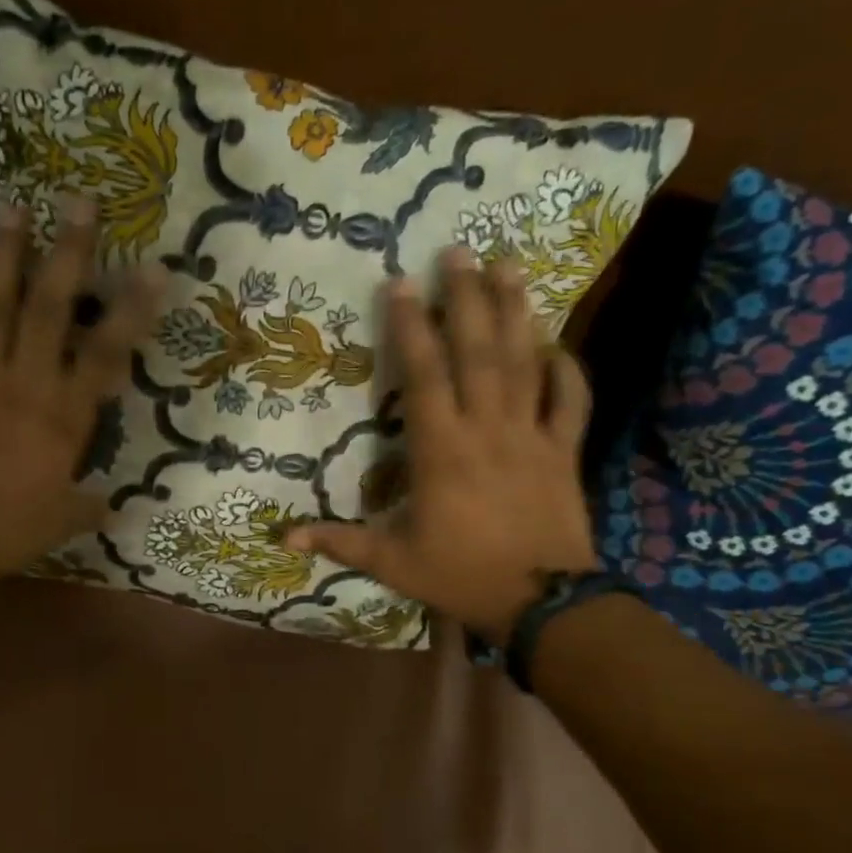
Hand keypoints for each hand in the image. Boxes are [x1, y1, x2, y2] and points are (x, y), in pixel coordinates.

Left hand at [0, 200, 161, 596]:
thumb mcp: (60, 524)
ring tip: (12, 209)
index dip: (133, 311)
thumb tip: (118, 513)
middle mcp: (25, 383)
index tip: (154, 269)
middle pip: (51, 308)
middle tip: (78, 201)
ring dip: (4, 257)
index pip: (107, 354)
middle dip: (69, 253)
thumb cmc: (4, 530)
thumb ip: (89, 509)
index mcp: (64, 416)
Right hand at [286, 249, 597, 642]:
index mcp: (441, 449)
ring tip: (508, 266)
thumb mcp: (391, 562)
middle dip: (466, 298)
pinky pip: (570, 400)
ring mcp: (532, 435)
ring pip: (524, 362)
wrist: (542, 602)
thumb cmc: (460, 575)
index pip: (423, 375)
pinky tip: (556, 341)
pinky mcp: (565, 450)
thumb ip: (339, 542)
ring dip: (515, 311)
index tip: (401, 283)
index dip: (411, 327)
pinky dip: (566, 368)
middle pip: (477, 352)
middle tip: (458, 251)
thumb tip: (281, 540)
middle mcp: (486, 428)